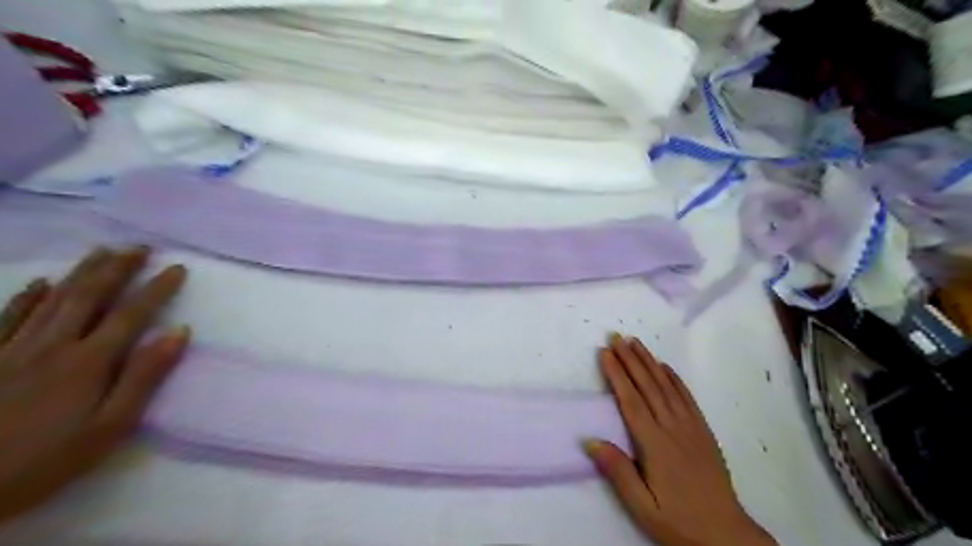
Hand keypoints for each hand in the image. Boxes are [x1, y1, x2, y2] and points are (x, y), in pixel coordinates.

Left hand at [1, 247, 186, 523]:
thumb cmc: (47, 459)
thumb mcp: (110, 426)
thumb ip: (144, 376)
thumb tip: (178, 332)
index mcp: (89, 361)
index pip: (131, 314)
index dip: (156, 288)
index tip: (177, 268)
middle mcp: (53, 345)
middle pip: (89, 296)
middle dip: (118, 268)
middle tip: (139, 247)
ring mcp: (14, 349)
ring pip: (53, 299)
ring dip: (81, 272)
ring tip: (102, 251)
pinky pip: (9, 317)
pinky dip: (28, 297)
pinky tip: (41, 283)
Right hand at [584, 333, 775, 544]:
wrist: (726, 535)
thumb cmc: (678, 521)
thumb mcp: (642, 507)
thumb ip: (618, 472)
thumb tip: (590, 441)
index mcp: (654, 445)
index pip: (630, 401)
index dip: (616, 374)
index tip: (605, 353)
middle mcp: (672, 428)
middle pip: (647, 386)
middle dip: (630, 359)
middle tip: (616, 336)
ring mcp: (690, 427)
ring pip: (666, 386)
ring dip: (649, 362)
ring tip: (635, 342)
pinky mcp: (703, 431)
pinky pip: (687, 398)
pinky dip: (675, 378)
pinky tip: (665, 366)